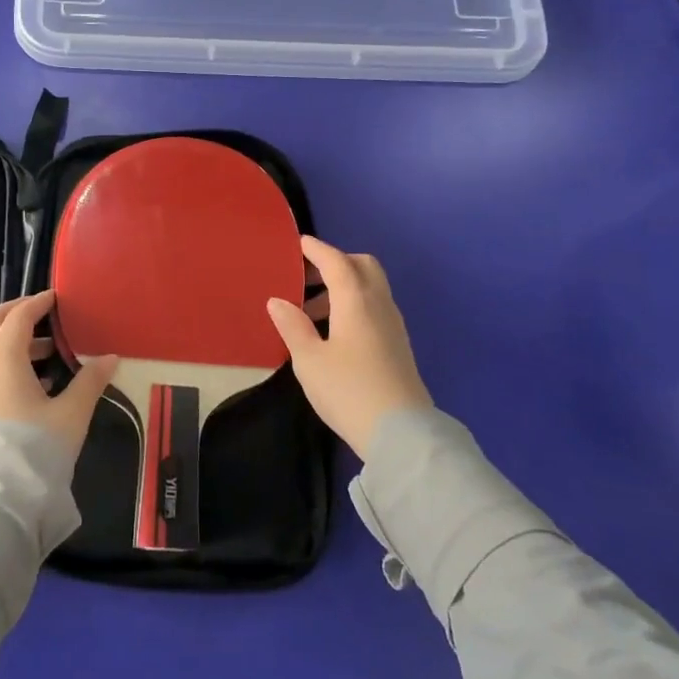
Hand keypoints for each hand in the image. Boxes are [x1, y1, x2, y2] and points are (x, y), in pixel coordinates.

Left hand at [0, 289, 117, 456]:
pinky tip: (33, 385)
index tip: (56, 298)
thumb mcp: (71, 414)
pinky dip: (5, 363)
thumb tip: (110, 358)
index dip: (37, 303)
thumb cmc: (34, 448)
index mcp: (3, 358)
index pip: (18, 317)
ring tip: (47, 354)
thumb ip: (90, 382)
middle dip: (14, 313)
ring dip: (12, 341)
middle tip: (41, 314)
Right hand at [267, 236, 432, 459]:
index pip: (336, 261)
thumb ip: (292, 326)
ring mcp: (393, 325)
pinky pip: (374, 307)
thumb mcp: (309, 360)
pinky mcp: (398, 345)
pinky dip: (353, 304)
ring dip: (342, 287)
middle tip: (307, 276)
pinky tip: (333, 331)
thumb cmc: (348, 391)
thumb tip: (278, 301)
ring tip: (310, 312)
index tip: (298, 243)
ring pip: (370, 287)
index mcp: (356, 301)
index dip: (316, 249)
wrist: (401, 434)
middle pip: (361, 266)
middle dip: (335, 263)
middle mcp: (379, 304)